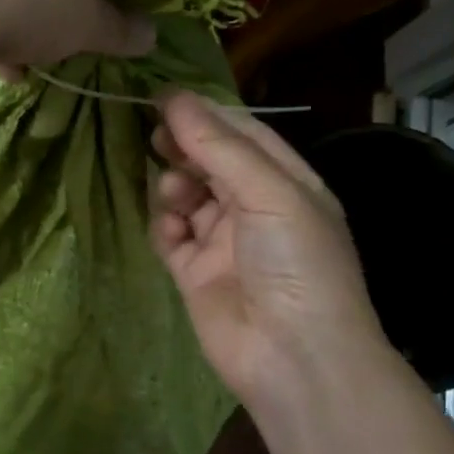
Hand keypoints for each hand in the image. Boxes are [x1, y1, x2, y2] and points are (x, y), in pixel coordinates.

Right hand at [150, 91, 390, 414]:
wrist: (295, 358)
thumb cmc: (297, 263)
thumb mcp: (270, 192)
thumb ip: (219, 146)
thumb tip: (173, 97)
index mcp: (286, 182)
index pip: (242, 133)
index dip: (204, 112)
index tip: (162, 96)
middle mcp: (255, 207)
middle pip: (210, 161)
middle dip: (184, 145)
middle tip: (157, 136)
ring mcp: (223, 241)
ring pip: (186, 195)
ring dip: (175, 185)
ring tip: (175, 193)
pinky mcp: (195, 273)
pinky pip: (170, 235)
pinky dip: (164, 225)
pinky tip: (170, 228)